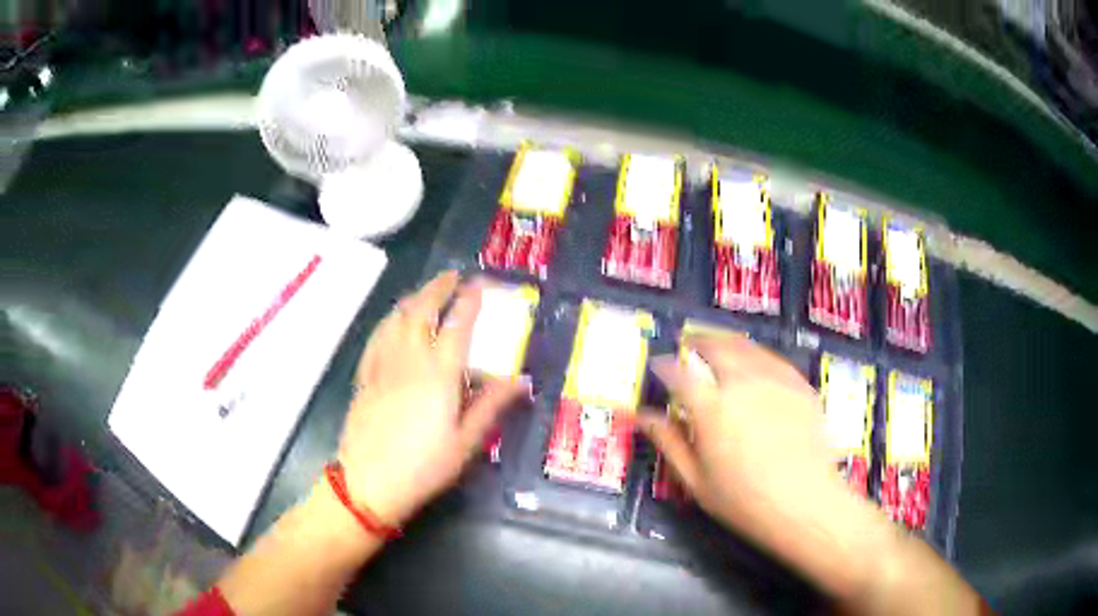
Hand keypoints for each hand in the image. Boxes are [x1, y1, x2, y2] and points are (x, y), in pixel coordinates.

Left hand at [336, 271, 526, 525]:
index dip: (470, 300)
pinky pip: (378, 335)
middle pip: (422, 310)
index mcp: (439, 375)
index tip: (480, 284)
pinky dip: (390, 319)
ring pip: (396, 318)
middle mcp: (409, 360)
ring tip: (426, 291)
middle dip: (438, 287)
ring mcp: (383, 365)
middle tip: (452, 276)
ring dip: (414, 298)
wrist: (368, 483)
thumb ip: (491, 406)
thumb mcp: (466, 443)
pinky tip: (394, 321)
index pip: (457, 325)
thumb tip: (521, 380)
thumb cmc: (423, 467)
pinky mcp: (365, 376)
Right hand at [637, 334, 846, 540]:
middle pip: (715, 347)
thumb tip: (643, 417)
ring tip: (717, 346)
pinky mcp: (799, 385)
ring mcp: (775, 380)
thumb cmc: (744, 500)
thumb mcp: (696, 480)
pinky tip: (754, 362)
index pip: (679, 374)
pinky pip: (772, 358)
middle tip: (687, 344)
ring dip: (725, 342)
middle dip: (697, 341)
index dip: (664, 365)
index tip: (658, 365)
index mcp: (711, 408)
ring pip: (745, 347)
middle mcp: (742, 383)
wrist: (805, 503)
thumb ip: (669, 443)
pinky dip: (755, 354)